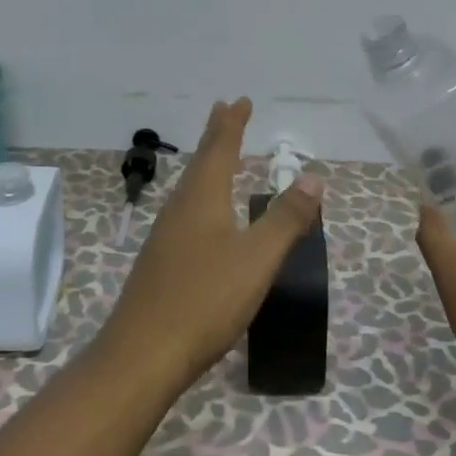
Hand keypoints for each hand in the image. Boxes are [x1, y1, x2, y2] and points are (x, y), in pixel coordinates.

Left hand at [96, 98, 324, 395]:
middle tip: (225, 111)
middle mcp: (180, 209)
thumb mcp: (257, 258)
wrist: (142, 355)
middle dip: (216, 136)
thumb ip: (286, 218)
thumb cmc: (205, 300)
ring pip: (190, 187)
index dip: (232, 124)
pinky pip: (186, 211)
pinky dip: (201, 195)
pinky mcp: (161, 262)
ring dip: (207, 164)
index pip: (220, 149)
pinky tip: (203, 217)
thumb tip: (313, 177)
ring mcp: (165, 236)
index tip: (240, 100)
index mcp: (202, 199)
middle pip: (200, 162)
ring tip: (219, 157)